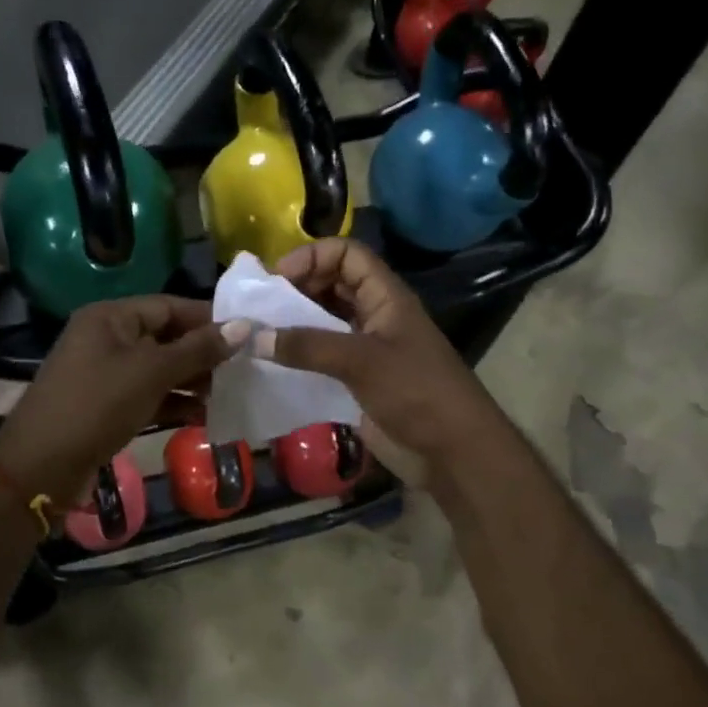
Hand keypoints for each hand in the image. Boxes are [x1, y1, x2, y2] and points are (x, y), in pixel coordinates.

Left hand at [0, 296, 241, 506]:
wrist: (40, 467)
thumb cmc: (97, 405)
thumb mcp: (151, 372)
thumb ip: (198, 350)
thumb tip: (244, 326)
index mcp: (110, 317)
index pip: (169, 306)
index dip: (208, 318)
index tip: (247, 333)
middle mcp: (106, 338)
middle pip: (165, 337)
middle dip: (203, 353)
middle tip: (244, 367)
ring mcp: (105, 373)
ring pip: (159, 369)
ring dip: (192, 381)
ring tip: (230, 392)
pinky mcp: (106, 405)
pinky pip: (148, 395)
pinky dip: (174, 403)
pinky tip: (204, 416)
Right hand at [259, 238, 505, 473]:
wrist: (452, 453)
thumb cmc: (416, 392)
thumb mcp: (361, 361)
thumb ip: (308, 347)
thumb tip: (255, 337)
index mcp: (385, 296)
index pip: (347, 254)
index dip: (313, 256)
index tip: (278, 278)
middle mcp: (375, 314)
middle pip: (332, 283)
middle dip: (297, 287)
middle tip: (261, 306)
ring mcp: (366, 347)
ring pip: (324, 319)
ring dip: (294, 321)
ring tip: (260, 331)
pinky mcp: (357, 378)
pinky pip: (321, 354)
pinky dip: (298, 353)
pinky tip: (273, 362)